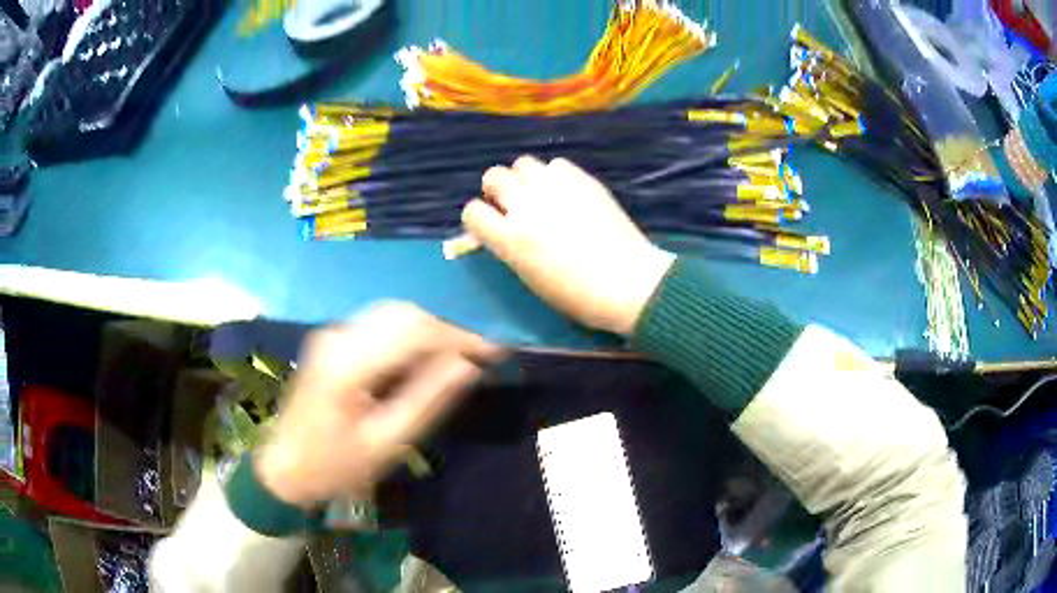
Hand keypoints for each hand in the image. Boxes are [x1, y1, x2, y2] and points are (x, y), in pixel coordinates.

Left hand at [254, 302, 502, 507]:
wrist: (285, 468)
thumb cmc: (336, 466)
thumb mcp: (387, 443)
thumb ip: (428, 399)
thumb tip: (468, 366)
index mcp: (349, 364)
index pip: (414, 330)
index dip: (459, 337)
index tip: (493, 351)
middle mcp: (338, 337)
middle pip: (403, 313)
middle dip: (445, 330)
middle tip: (477, 357)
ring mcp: (331, 336)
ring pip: (392, 315)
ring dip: (428, 331)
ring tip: (456, 359)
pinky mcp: (331, 342)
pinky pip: (378, 326)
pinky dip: (407, 336)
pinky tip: (422, 360)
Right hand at [461, 156, 674, 334]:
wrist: (627, 282)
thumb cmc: (578, 296)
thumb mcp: (530, 278)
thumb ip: (510, 248)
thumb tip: (501, 231)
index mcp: (510, 238)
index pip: (472, 211)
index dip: (478, 218)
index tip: (489, 225)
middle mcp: (526, 205)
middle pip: (493, 176)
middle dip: (496, 189)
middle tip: (512, 203)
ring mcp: (555, 188)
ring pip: (522, 163)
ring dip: (524, 177)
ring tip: (538, 193)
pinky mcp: (582, 179)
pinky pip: (556, 164)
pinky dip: (555, 175)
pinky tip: (566, 192)